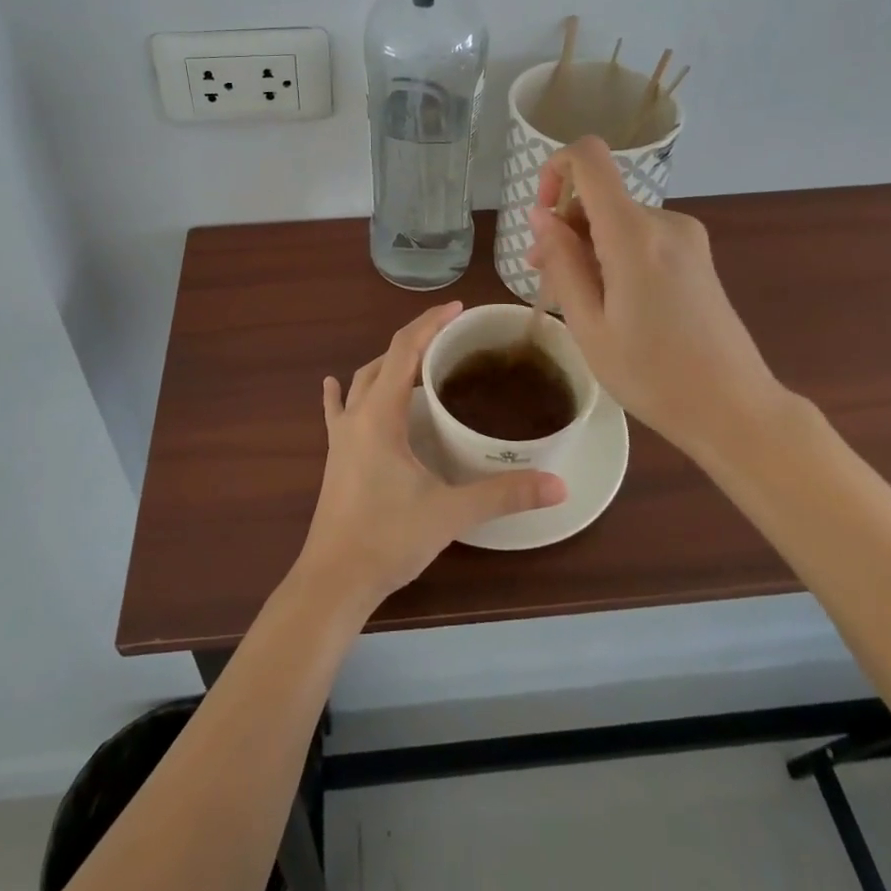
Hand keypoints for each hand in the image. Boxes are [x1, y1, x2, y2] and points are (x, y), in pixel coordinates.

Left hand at [296, 302, 566, 612]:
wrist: (333, 581)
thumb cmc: (388, 539)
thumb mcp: (450, 513)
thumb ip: (503, 495)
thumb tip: (557, 485)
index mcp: (380, 415)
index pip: (404, 350)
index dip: (430, 323)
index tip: (458, 309)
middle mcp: (357, 416)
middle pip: (384, 360)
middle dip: (415, 340)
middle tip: (450, 336)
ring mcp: (341, 436)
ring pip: (363, 382)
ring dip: (389, 364)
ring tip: (419, 362)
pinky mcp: (335, 456)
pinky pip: (337, 411)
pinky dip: (343, 393)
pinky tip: (335, 385)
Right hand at [526, 136, 798, 463]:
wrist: (735, 409)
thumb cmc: (653, 376)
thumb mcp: (589, 325)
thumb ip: (562, 262)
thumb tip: (541, 215)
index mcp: (634, 234)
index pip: (589, 157)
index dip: (556, 170)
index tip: (542, 217)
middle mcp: (664, 221)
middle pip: (600, 196)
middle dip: (565, 228)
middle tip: (546, 280)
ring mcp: (686, 236)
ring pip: (617, 219)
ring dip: (588, 246)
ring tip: (579, 301)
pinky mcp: (696, 254)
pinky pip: (640, 236)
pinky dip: (615, 254)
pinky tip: (613, 301)